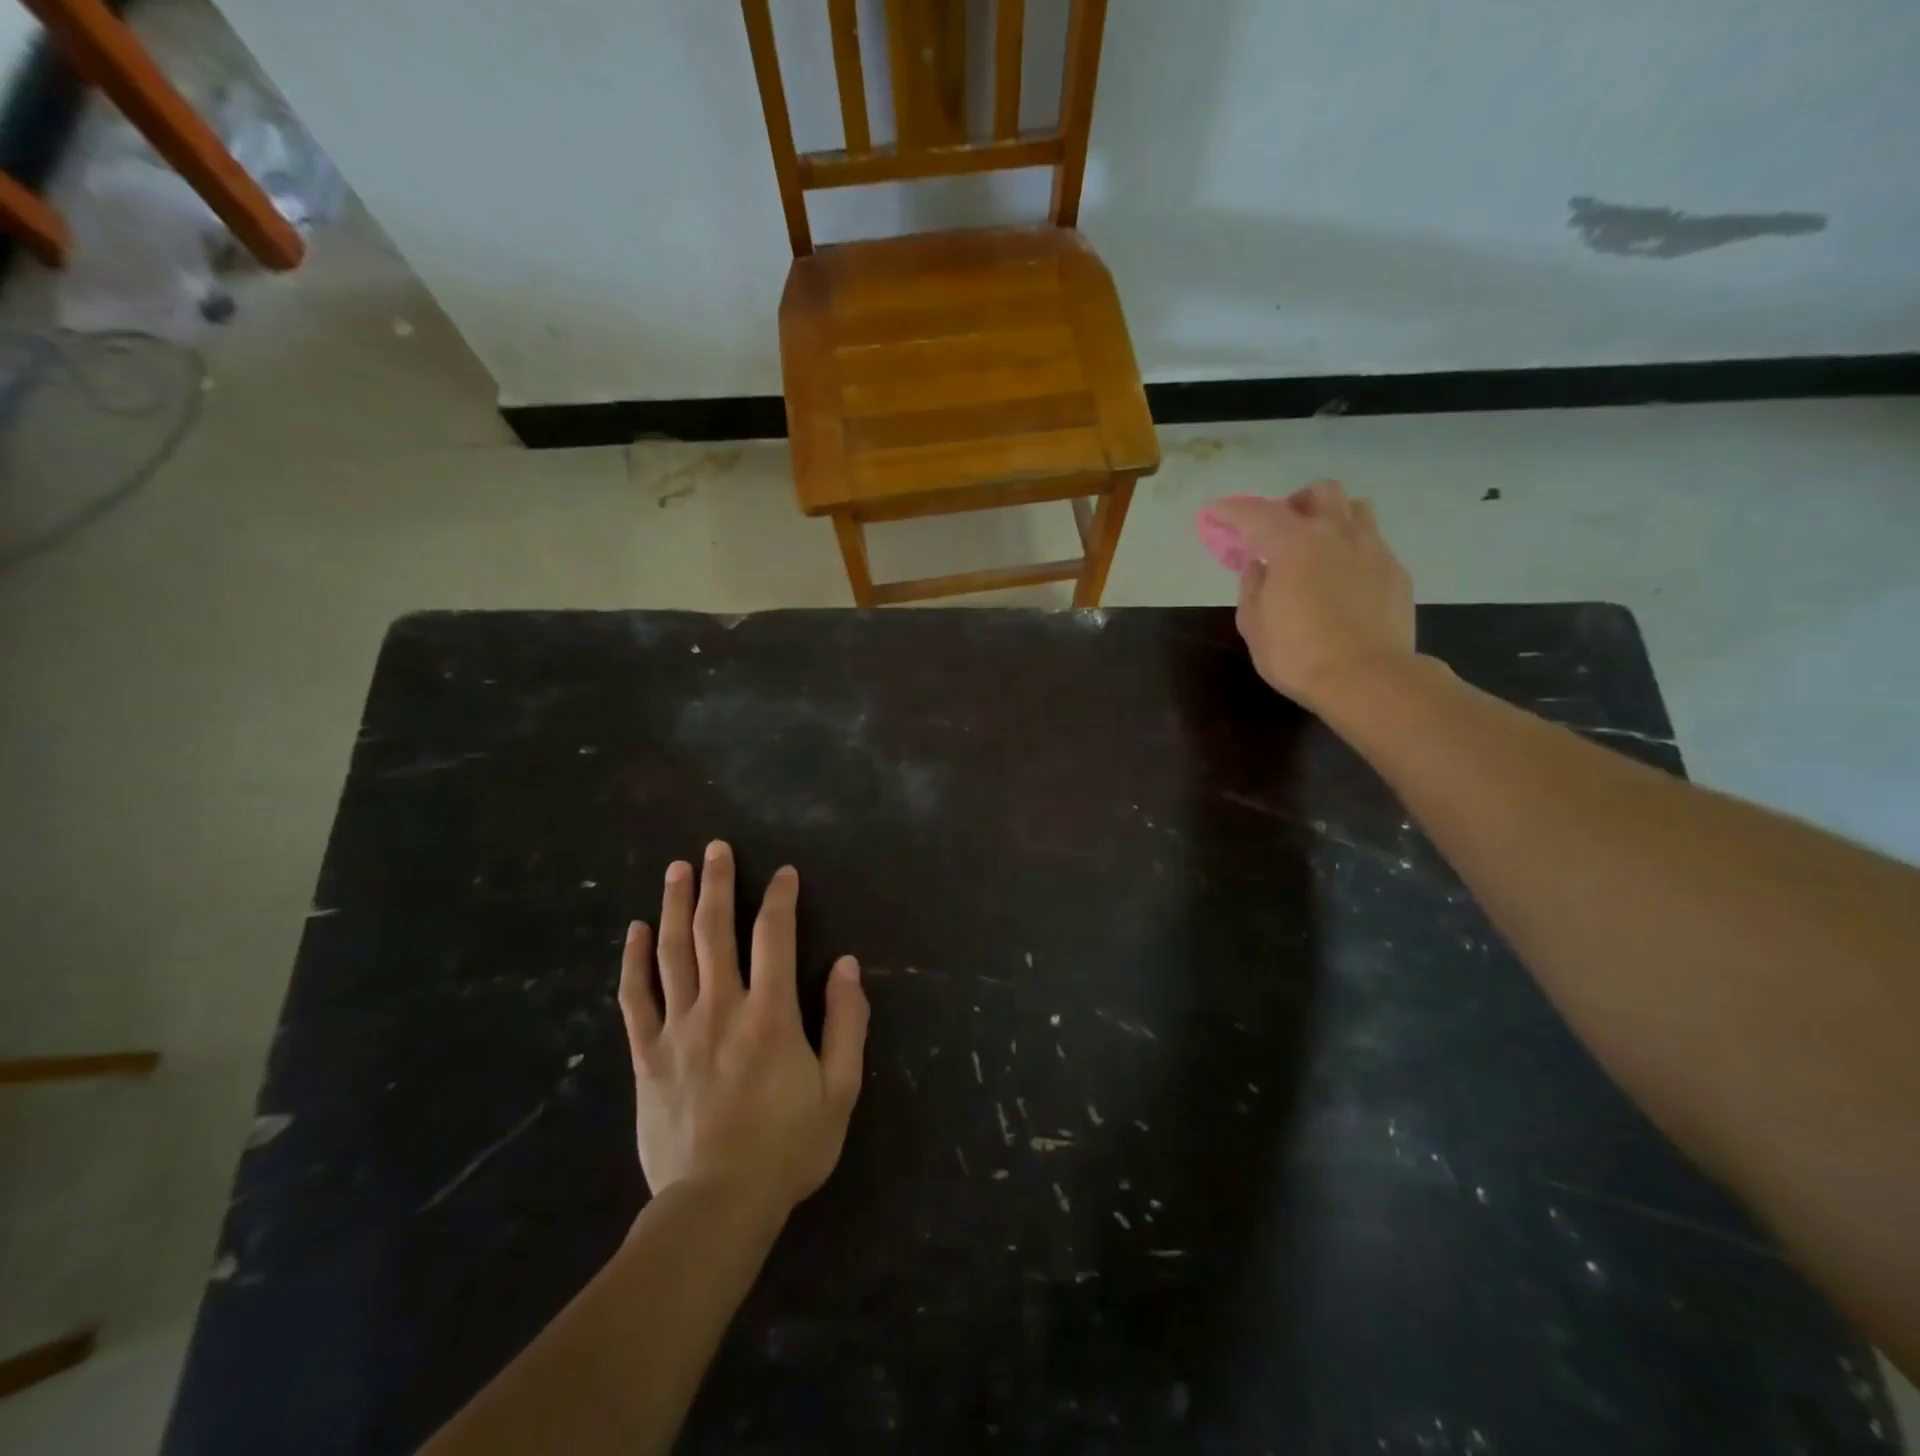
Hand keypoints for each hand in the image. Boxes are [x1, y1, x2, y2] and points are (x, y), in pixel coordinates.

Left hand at [617, 842, 868, 1219]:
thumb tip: (848, 965)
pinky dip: (634, 961)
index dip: (780, 898)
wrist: (716, 1206)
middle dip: (717, 883)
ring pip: (672, 953)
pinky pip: (635, 998)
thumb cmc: (788, 1148)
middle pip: (715, 931)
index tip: (783, 873)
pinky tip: (634, 931)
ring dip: (674, 905)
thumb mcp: (841, 1090)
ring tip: (676, 869)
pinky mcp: (647, 1056)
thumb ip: (848, 1023)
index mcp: (771, 1014)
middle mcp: (722, 1007)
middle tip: (714, 847)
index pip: (775, 937)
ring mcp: (678, 1029)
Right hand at [1200, 482, 1415, 711]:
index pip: (1255, 513)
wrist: (1368, 679)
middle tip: (1280, 532)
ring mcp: (1372, 549)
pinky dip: (1351, 551)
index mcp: (1293, 543)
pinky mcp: (1395, 571)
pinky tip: (1343, 581)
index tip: (1215, 513)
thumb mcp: (1254, 624)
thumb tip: (1259, 566)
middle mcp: (1336, 534)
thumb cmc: (1298, 655)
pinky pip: (1372, 544)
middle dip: (1294, 504)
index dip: (1231, 510)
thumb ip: (1253, 586)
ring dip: (1331, 519)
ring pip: (1354, 510)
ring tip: (1317, 548)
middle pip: (1319, 493)